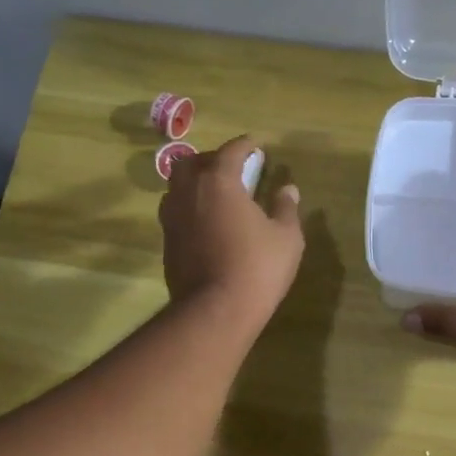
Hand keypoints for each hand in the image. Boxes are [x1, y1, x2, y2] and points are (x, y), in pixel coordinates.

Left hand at [160, 135, 303, 323]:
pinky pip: (175, 212)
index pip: (230, 151)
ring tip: (216, 193)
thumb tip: (288, 189)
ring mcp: (172, 218)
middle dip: (213, 159)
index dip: (244, 145)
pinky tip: (206, 221)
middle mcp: (188, 192)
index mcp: (219, 182)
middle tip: (233, 168)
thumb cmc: (257, 268)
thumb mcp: (286, 237)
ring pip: (177, 186)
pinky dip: (190, 207)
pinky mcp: (166, 243)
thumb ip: (286, 208)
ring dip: (195, 182)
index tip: (255, 144)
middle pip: (193, 162)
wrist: (214, 311)